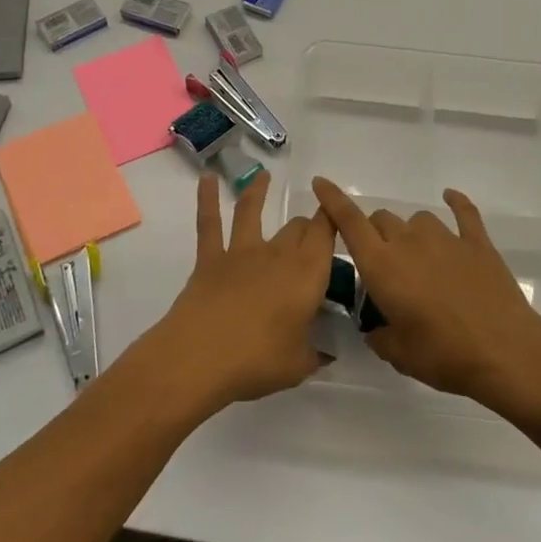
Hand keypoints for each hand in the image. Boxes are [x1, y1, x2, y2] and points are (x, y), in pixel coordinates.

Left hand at [139, 170, 337, 413]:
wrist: (199, 357)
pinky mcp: (210, 260)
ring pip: (253, 212)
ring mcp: (241, 252)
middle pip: (297, 227)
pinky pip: (209, 224)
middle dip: (307, 225)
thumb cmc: (257, 361)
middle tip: (310, 234)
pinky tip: (206, 179)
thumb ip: (316, 353)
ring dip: (259, 191)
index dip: (334, 220)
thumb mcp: (299, 365)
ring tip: (264, 176)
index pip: (327, 234)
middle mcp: (278, 254)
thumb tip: (327, 352)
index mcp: (307, 273)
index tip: (340, 215)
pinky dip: (207, 199)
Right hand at [311, 177, 540, 407]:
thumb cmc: (443, 355)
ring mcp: (446, 238)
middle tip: (384, 265)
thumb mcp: (397, 354)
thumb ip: (378, 335)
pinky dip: (456, 203)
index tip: (320, 183)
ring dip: (411, 233)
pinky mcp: (477, 243)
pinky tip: (451, 198)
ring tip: (420, 259)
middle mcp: (409, 242)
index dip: (332, 200)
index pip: (350, 223)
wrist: (504, 351)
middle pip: (382, 220)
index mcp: (382, 266)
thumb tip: (376, 328)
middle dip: (375, 235)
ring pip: (417, 219)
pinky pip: (463, 212)